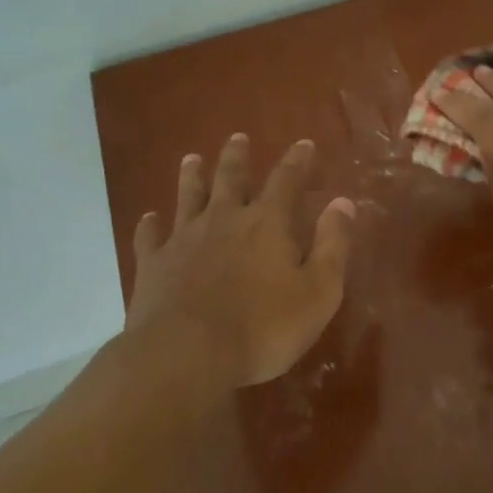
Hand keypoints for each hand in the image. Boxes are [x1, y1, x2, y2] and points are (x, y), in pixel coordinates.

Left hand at [128, 133, 355, 390]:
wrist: (186, 355)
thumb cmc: (263, 327)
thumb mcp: (318, 291)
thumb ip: (332, 244)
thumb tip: (343, 202)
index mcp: (267, 223)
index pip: (286, 180)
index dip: (297, 161)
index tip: (303, 144)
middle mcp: (224, 220)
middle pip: (230, 178)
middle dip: (237, 156)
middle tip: (238, 137)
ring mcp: (184, 240)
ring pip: (188, 197)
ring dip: (192, 177)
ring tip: (192, 159)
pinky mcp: (153, 265)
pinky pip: (150, 237)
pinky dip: (150, 226)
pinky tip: (149, 219)